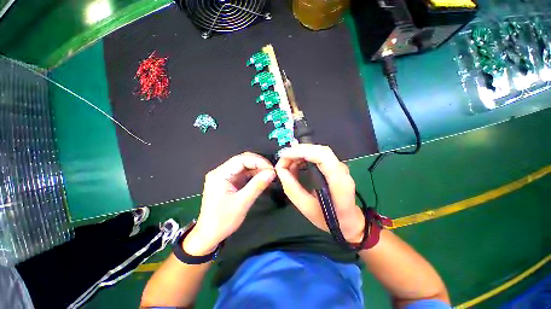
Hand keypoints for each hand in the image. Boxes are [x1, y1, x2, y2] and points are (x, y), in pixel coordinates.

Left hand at [184, 152, 275, 255]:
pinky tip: (262, 179)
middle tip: (271, 172)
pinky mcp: (228, 182)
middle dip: (258, 164)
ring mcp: (224, 177)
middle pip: (242, 160)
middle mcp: (221, 172)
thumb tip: (272, 172)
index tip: (271, 169)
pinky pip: (243, 174)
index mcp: (220, 174)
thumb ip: (257, 185)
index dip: (258, 161)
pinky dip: (253, 176)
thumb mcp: (242, 203)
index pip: (241, 159)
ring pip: (244, 166)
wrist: (209, 236)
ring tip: (269, 176)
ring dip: (257, 169)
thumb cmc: (223, 221)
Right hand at [275, 144, 363, 242]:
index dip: (301, 151)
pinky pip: (318, 155)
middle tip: (282, 158)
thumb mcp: (305, 207)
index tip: (284, 155)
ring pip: (317, 150)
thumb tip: (280, 169)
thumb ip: (291, 188)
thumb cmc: (328, 218)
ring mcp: (339, 166)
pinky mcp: (334, 165)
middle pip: (319, 150)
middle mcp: (342, 169)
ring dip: (300, 153)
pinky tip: (295, 163)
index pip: (322, 156)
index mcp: (339, 181)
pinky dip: (304, 156)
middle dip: (297, 150)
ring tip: (287, 162)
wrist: (348, 221)